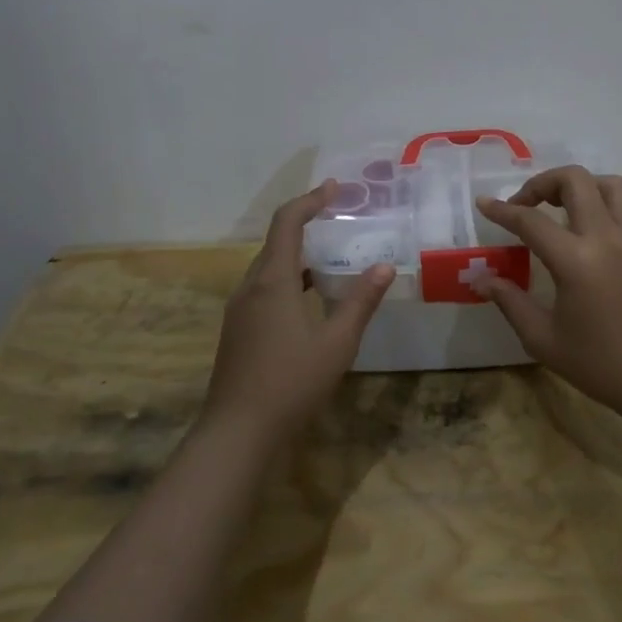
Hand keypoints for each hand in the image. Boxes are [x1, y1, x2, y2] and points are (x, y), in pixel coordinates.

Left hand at [205, 180, 394, 441]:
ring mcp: (240, 310)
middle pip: (276, 242)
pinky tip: (311, 299)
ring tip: (332, 257)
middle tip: (341, 221)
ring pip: (269, 268)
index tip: (334, 189)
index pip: (287, 223)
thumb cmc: (291, 382)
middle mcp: (250, 287)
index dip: (310, 201)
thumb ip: (361, 301)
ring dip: (298, 255)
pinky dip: (289, 279)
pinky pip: (264, 289)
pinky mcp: (238, 330)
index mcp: (272, 281)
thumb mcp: (337, 343)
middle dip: (307, 225)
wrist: (237, 433)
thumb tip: (384, 266)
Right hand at [475, 167, 621, 417]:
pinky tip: (598, 219)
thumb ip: (509, 301)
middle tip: (526, 205)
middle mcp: (605, 238)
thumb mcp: (540, 337)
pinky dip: (613, 201)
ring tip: (563, 205)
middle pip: (575, 180)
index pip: (531, 221)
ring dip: (582, 186)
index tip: (484, 204)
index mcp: (574, 261)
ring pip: (610, 183)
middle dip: (543, 183)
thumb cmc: (594, 361)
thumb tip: (481, 279)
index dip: (503, 211)